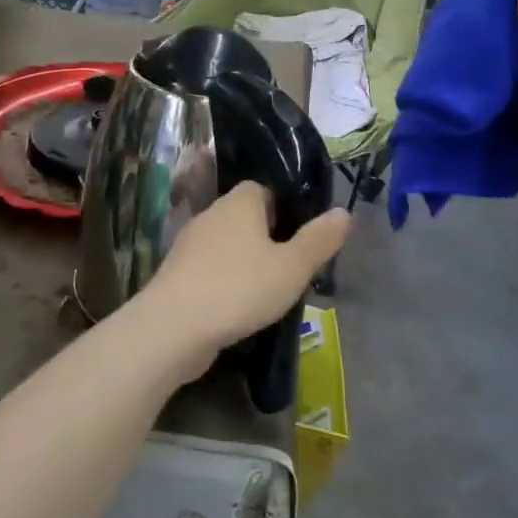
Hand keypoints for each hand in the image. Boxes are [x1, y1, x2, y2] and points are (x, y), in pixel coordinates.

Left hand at [138, 182, 351, 378]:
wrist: (173, 327)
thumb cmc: (240, 288)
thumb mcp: (292, 267)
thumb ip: (319, 240)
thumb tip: (344, 212)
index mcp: (240, 201)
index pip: (264, 189)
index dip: (286, 209)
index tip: (302, 237)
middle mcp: (212, 214)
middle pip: (246, 217)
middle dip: (268, 238)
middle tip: (291, 267)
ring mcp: (190, 244)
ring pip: (228, 245)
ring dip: (246, 262)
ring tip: (269, 291)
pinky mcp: (177, 273)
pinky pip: (211, 269)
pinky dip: (226, 281)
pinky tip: (238, 307)